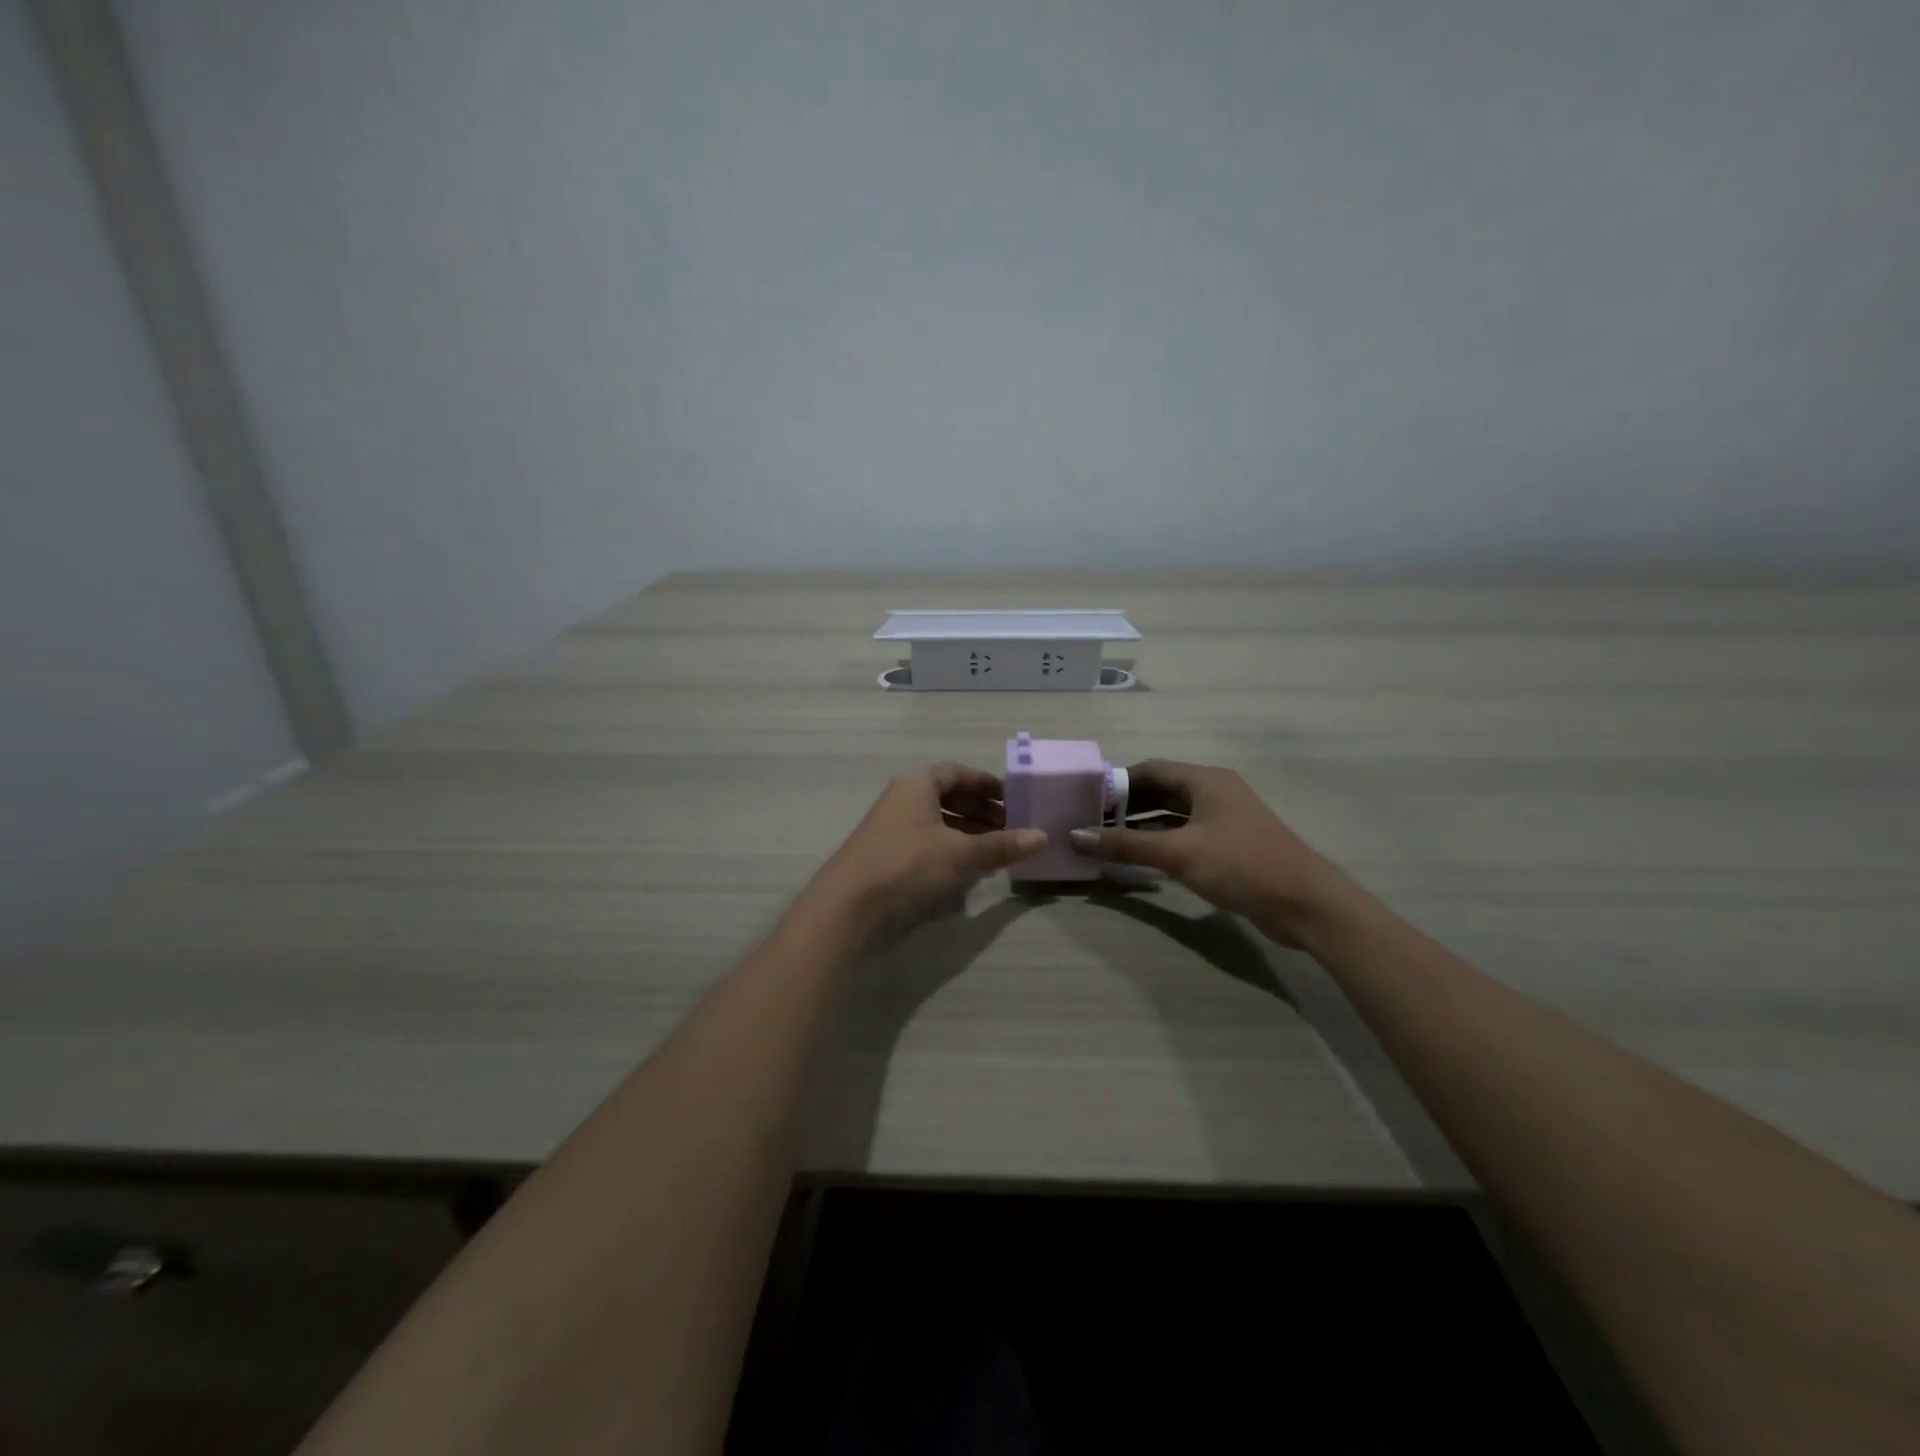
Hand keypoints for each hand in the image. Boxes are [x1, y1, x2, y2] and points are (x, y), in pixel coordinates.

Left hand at [806, 764, 1047, 937]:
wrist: (848, 905)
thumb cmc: (907, 864)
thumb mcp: (960, 853)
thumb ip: (1001, 845)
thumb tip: (1043, 837)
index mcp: (917, 784)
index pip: (958, 773)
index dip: (987, 784)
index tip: (1014, 798)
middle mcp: (903, 798)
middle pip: (948, 796)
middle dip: (981, 810)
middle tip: (1012, 826)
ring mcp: (892, 827)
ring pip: (938, 821)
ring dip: (968, 831)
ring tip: (997, 848)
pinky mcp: (888, 855)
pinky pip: (928, 841)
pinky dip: (951, 847)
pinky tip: (970, 867)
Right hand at [1067, 761, 1354, 945]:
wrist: (1305, 903)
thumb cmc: (1240, 864)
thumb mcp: (1177, 853)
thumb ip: (1125, 844)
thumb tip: (1075, 836)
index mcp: (1205, 780)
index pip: (1149, 770)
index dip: (1116, 783)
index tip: (1086, 801)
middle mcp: (1215, 792)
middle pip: (1160, 791)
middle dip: (1126, 806)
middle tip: (1091, 823)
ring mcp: (1224, 819)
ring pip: (1173, 815)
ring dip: (1142, 826)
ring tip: (1107, 842)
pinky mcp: (1230, 846)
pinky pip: (1186, 836)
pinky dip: (1162, 843)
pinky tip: (1141, 860)